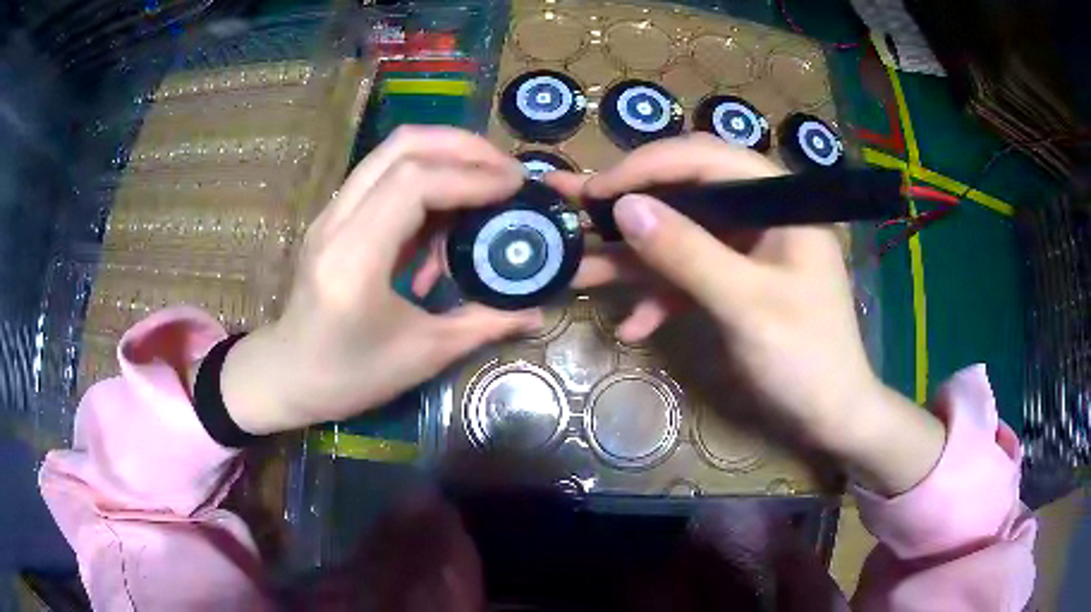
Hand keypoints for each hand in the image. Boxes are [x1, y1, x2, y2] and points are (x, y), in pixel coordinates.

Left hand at [218, 126, 541, 433]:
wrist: (287, 374)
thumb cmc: (348, 375)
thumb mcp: (421, 355)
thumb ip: (483, 324)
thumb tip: (537, 311)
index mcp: (355, 259)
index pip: (414, 183)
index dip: (471, 176)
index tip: (516, 187)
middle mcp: (337, 221)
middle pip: (401, 146)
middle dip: (463, 146)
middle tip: (506, 170)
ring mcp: (331, 213)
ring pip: (391, 152)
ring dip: (445, 155)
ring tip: (485, 183)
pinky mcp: (334, 216)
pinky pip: (384, 175)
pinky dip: (425, 177)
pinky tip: (447, 212)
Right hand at [548, 134, 943, 494]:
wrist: (831, 417)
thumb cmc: (805, 359)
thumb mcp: (746, 305)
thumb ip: (688, 253)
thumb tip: (625, 207)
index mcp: (779, 202)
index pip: (705, 159)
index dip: (646, 167)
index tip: (596, 190)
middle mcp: (762, 215)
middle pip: (687, 193)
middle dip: (629, 206)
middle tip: (573, 208)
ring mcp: (748, 250)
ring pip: (682, 237)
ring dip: (634, 259)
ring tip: (581, 271)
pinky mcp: (737, 282)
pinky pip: (691, 276)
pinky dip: (662, 296)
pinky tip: (632, 325)